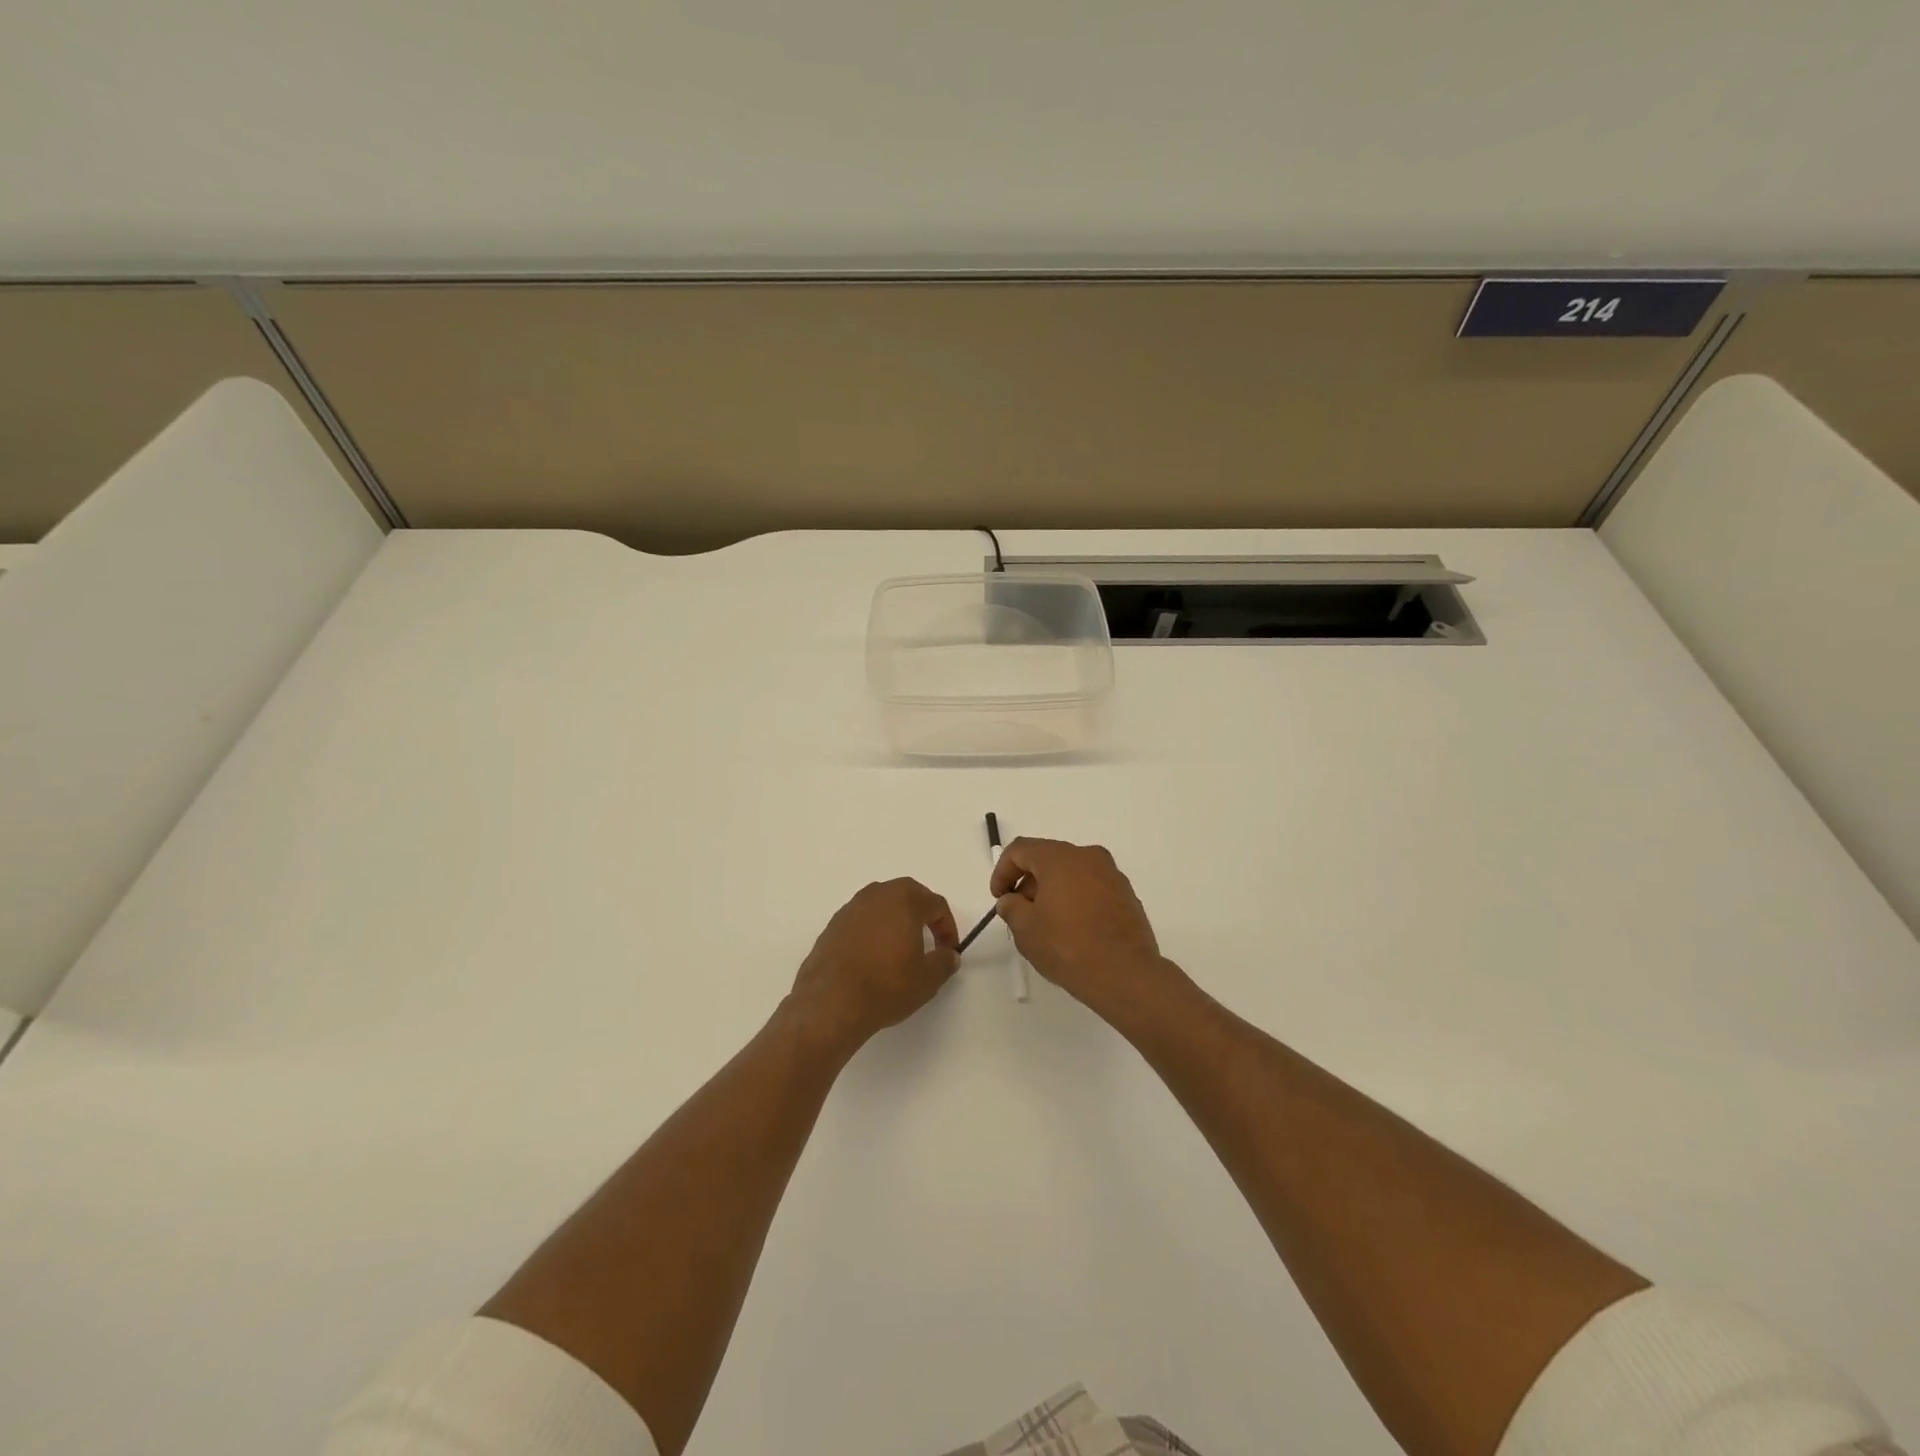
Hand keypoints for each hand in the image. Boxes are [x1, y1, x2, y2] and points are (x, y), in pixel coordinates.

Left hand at [788, 879, 959, 1053]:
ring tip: (899, 949)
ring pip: (881, 906)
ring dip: (895, 921)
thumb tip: (948, 955)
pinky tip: (873, 959)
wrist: (831, 1002)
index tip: (948, 951)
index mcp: (904, 899)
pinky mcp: (832, 926)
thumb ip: (944, 962)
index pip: (935, 904)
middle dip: (921, 915)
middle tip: (928, 940)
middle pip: (907, 896)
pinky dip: (872, 932)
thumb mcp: (927, 979)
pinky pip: (861, 921)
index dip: (947, 927)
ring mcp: (850, 908)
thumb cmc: (886, 985)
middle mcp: (876, 895)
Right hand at [990, 838, 1180, 1022]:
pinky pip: (1092, 886)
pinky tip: (1073, 928)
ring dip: (1053, 890)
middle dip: (1028, 882)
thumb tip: (1011, 900)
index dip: (1003, 871)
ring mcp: (1111, 874)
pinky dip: (1076, 898)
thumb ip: (1011, 907)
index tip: (999, 897)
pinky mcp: (1126, 894)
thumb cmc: (1068, 947)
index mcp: (1060, 858)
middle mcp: (1088, 856)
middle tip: (1020, 912)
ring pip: (1072, 872)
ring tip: (1046, 923)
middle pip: (1048, 858)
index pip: (1021, 850)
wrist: (1125, 974)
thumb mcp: (1025, 929)